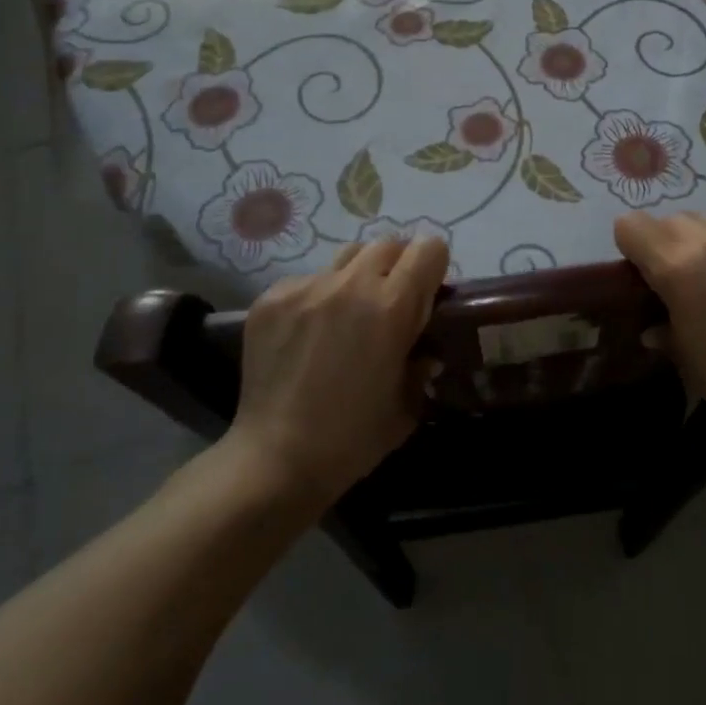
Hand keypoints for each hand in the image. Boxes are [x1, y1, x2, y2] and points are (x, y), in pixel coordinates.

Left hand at [226, 238, 447, 504]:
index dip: (434, 268)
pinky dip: (318, 296)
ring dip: (359, 274)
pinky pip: (309, 279)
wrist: (274, 460)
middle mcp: (350, 284)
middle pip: (388, 244)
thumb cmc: (352, 439)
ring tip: (349, 311)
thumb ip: (422, 364)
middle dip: (398, 266)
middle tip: (392, 301)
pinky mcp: (272, 297)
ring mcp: (307, 287)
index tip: (428, 294)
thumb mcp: (407, 404)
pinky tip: (309, 333)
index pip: (428, 248)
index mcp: (392, 306)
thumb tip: (426, 348)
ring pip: (347, 255)